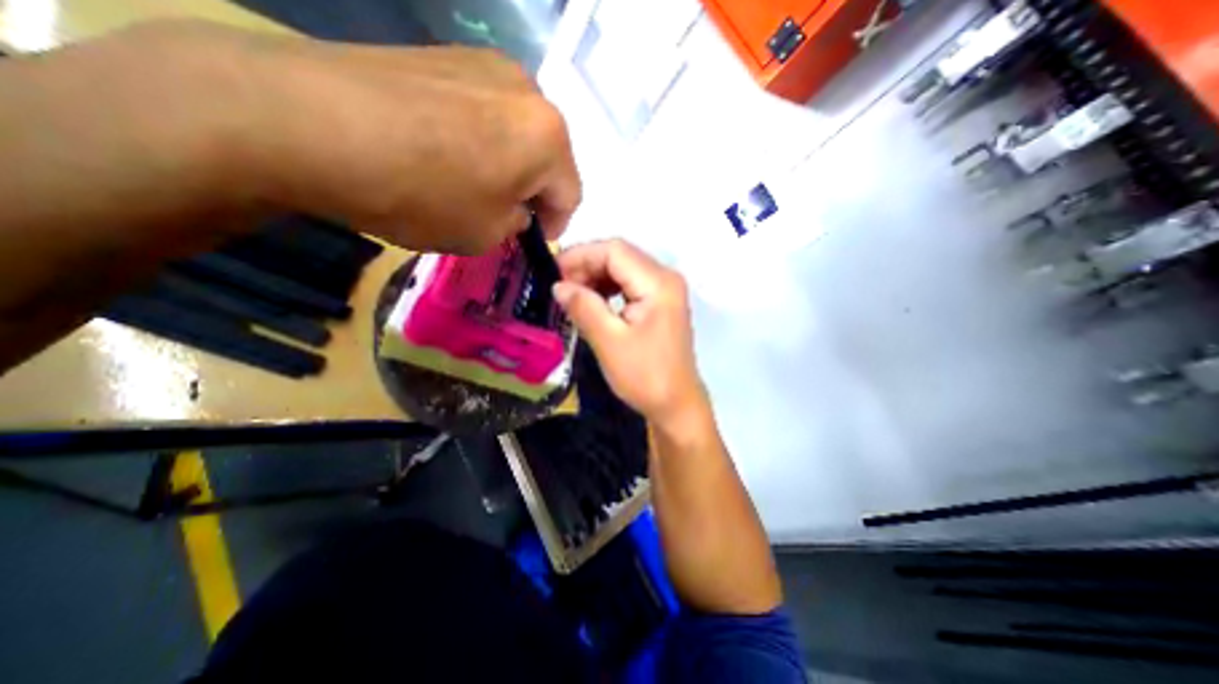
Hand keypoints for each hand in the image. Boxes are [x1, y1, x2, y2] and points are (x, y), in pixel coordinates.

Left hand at [72, 24, 583, 252]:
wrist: (309, 122)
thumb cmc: (421, 193)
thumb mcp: (486, 234)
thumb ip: (516, 224)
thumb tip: (515, 209)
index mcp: (549, 138)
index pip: (571, 194)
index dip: (555, 225)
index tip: (531, 240)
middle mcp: (529, 92)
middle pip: (548, 157)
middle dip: (532, 191)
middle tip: (504, 214)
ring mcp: (486, 64)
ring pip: (518, 132)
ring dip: (507, 164)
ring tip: (471, 182)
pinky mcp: (447, 54)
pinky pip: (484, 109)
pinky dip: (479, 137)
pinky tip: (445, 151)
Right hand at [553, 237, 705, 423]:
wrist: (676, 405)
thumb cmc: (645, 377)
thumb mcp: (609, 342)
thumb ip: (583, 307)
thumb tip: (557, 285)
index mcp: (658, 283)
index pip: (615, 250)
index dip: (581, 255)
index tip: (553, 272)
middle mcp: (666, 278)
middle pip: (620, 256)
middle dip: (587, 266)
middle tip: (560, 287)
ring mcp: (665, 290)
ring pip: (623, 269)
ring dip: (596, 277)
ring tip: (572, 295)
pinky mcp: (660, 303)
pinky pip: (629, 285)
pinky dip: (607, 289)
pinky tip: (592, 302)